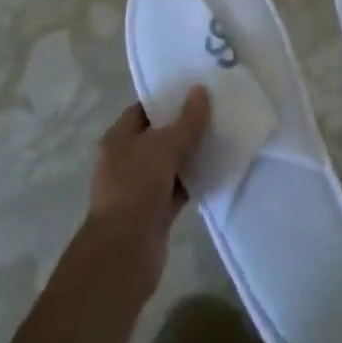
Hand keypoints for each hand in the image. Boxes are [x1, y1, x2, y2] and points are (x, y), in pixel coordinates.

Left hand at [83, 88, 211, 293]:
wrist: (124, 253)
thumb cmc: (136, 189)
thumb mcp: (163, 147)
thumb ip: (186, 121)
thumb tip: (200, 90)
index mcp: (118, 139)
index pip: (143, 109)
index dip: (167, 97)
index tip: (196, 88)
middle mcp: (126, 160)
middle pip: (159, 135)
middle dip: (184, 125)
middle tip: (216, 109)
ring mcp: (141, 187)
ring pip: (171, 162)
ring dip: (192, 153)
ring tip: (223, 133)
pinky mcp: (156, 211)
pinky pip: (179, 187)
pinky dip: (194, 179)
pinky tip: (218, 167)